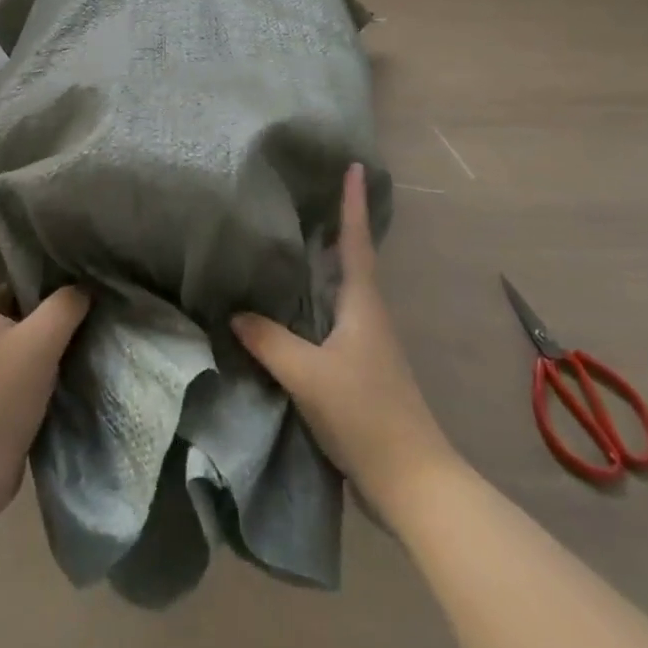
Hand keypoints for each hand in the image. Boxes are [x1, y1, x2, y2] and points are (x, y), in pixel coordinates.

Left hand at [0, 211, 90, 517]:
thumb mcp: (39, 344)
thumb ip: (65, 306)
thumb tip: (84, 285)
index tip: (13, 223)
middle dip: (20, 251)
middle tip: (61, 246)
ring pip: (5, 295)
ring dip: (36, 286)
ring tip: (76, 278)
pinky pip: (16, 324)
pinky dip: (40, 317)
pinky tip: (73, 320)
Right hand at [232, 163, 453, 522]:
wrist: (411, 481)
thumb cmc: (365, 414)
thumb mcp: (308, 375)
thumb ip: (269, 340)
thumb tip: (236, 312)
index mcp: (363, 304)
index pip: (356, 241)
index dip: (353, 203)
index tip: (355, 166)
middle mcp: (368, 314)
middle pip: (350, 259)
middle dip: (334, 226)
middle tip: (306, 195)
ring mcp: (366, 343)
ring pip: (340, 290)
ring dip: (322, 264)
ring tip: (289, 243)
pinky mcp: (359, 368)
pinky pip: (331, 319)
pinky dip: (313, 301)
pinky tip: (291, 308)